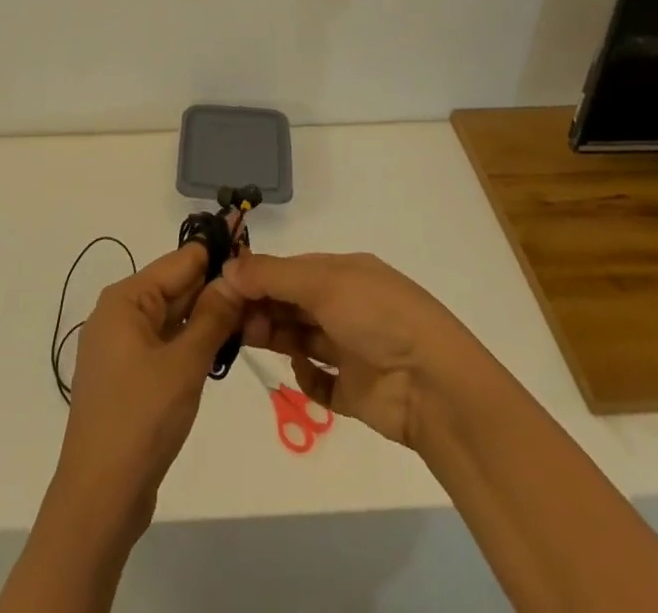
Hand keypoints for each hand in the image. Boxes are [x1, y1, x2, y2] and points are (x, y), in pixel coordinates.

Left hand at [54, 242, 244, 516]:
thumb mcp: (185, 364)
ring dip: (206, 317)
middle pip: (174, 287)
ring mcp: (121, 347)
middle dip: (215, 287)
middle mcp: (119, 314)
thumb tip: (235, 277)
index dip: (216, 255)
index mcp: (125, 299)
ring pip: (172, 317)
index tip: (254, 253)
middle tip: (261, 290)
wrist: (99, 498)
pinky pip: (165, 343)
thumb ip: (212, 317)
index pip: (179, 261)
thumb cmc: (141, 419)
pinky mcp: (128, 376)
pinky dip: (191, 342)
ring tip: (251, 314)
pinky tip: (222, 347)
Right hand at [222, 251, 481, 449]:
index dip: (258, 276)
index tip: (223, 286)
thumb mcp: (323, 283)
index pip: (290, 270)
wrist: (434, 385)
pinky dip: (305, 375)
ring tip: (249, 339)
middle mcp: (345, 306)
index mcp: (343, 273)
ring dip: (274, 335)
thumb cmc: (378, 317)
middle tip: (229, 317)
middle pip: (291, 303)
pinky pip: (318, 379)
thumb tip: (227, 267)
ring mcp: (350, 349)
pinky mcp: (353, 390)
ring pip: (299, 337)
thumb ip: (272, 276)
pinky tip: (301, 370)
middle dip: (260, 306)